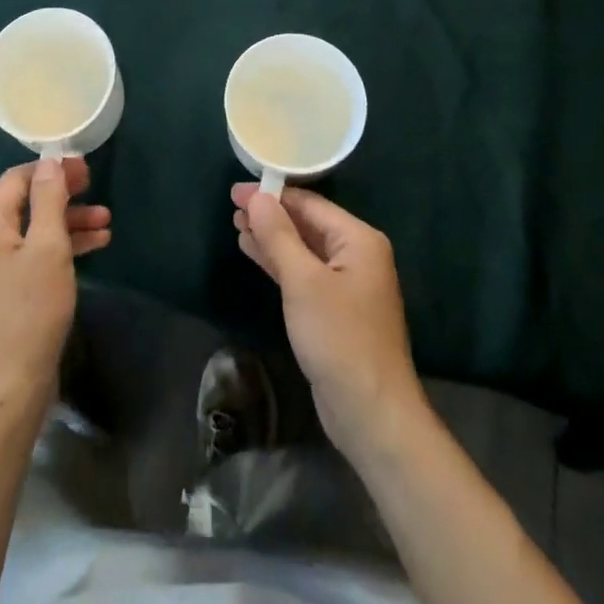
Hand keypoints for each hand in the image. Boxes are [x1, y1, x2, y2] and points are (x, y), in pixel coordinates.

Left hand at [0, 157, 110, 409]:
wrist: (9, 386)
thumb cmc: (30, 310)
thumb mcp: (48, 248)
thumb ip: (49, 200)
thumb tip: (49, 161)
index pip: (17, 178)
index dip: (51, 168)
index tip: (85, 167)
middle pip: (26, 201)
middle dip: (63, 194)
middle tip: (96, 187)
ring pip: (35, 228)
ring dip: (70, 220)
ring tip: (107, 221)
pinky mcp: (7, 289)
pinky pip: (35, 252)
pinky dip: (63, 245)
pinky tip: (96, 245)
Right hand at [232, 183, 425, 458]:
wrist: (370, 413)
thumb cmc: (339, 338)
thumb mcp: (303, 282)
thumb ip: (279, 235)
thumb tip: (258, 197)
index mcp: (358, 239)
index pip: (310, 204)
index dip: (272, 194)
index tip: (236, 191)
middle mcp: (357, 255)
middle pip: (307, 223)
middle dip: (270, 215)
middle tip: (232, 207)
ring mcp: (347, 283)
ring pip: (303, 248)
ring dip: (271, 237)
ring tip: (236, 225)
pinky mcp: (334, 308)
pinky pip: (303, 272)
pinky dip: (279, 261)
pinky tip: (254, 252)